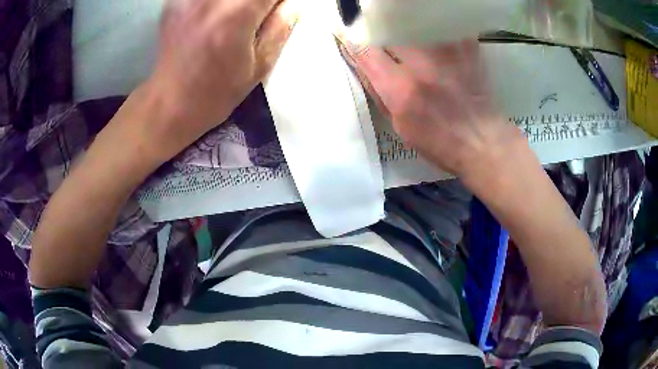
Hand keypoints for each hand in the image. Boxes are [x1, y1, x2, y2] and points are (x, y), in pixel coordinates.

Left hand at [146, 0, 297, 157]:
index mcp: (237, 14)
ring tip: (233, 19)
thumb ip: (281, 26)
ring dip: (235, 4)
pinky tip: (212, 16)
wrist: (170, 103)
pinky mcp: (174, 2)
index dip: (276, 2)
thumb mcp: (260, 66)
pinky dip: (214, 5)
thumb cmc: (216, 91)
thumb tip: (289, 3)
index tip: (274, 12)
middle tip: (255, 17)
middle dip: (256, 3)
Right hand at [341, 40, 521, 179]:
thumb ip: (379, 92)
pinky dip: (432, 25)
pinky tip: (430, 31)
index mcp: (400, 89)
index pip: (365, 52)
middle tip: (373, 26)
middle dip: (375, 25)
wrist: (484, 143)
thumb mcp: (400, 126)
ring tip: (399, 23)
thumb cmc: (440, 143)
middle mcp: (420, 65)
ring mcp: (446, 53)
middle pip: (388, 28)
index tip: (344, 30)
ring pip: (413, 22)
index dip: (351, 38)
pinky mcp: (466, 48)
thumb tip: (361, 64)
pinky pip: (442, 25)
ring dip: (402, 22)